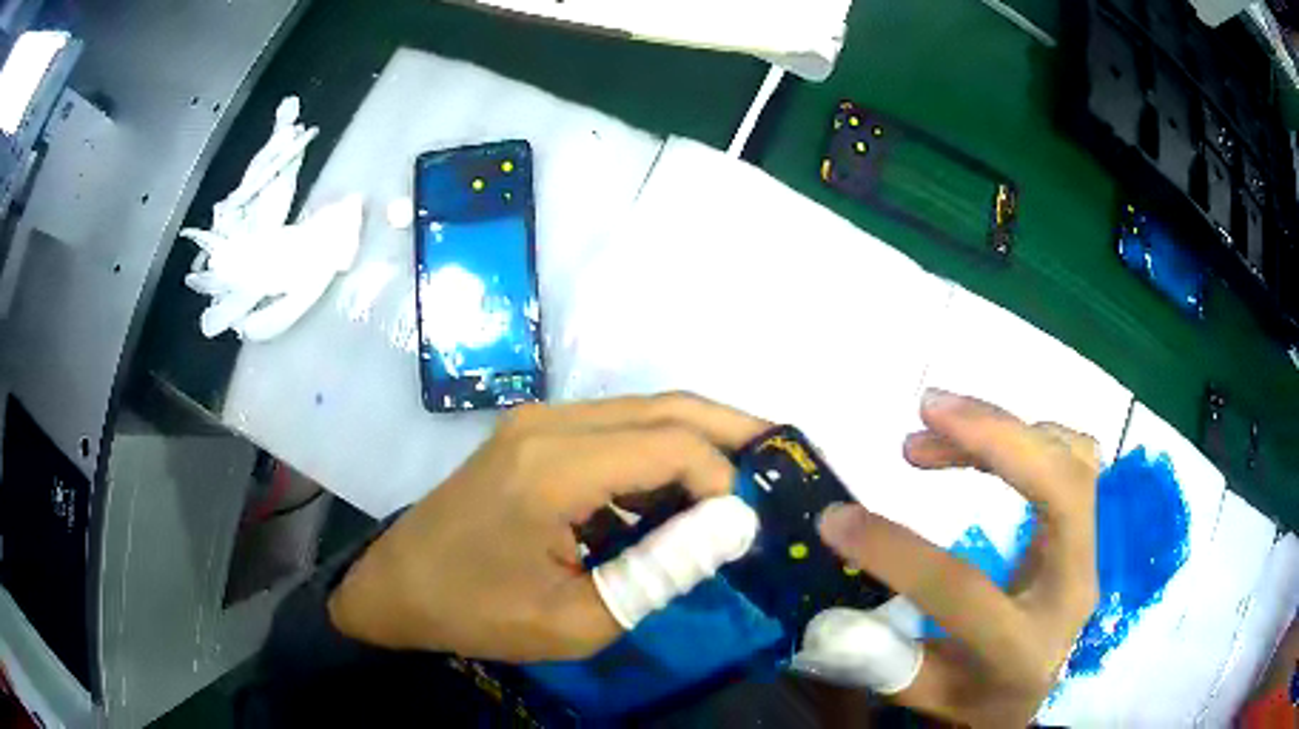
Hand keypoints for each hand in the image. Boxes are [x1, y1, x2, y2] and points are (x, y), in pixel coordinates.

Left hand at [327, 393, 770, 662]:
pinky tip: (672, 500)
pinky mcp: (534, 434)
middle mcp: (550, 424)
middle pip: (667, 407)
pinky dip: (656, 458)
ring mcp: (539, 422)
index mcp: (554, 468)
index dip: (723, 479)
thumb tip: (731, 529)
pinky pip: (615, 431)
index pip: (672, 444)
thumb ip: (660, 573)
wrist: (399, 585)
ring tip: (735, 490)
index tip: (742, 527)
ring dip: (695, 445)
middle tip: (778, 462)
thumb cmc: (479, 612)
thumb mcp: (577, 620)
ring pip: (645, 412)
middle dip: (730, 432)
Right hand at [800, 389, 1100, 726]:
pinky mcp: (1085, 530)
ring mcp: (1087, 552)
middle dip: (997, 437)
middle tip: (928, 408)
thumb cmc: (976, 698)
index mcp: (1021, 646)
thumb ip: (883, 661)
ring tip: (940, 423)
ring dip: (1007, 429)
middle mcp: (1071, 589)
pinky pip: (1074, 459)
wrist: (1031, 691)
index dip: (897, 550)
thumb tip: (832, 615)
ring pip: (1074, 461)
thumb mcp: (925, 695)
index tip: (838, 518)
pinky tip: (986, 441)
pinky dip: (1029, 436)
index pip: (963, 587)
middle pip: (1063, 490)